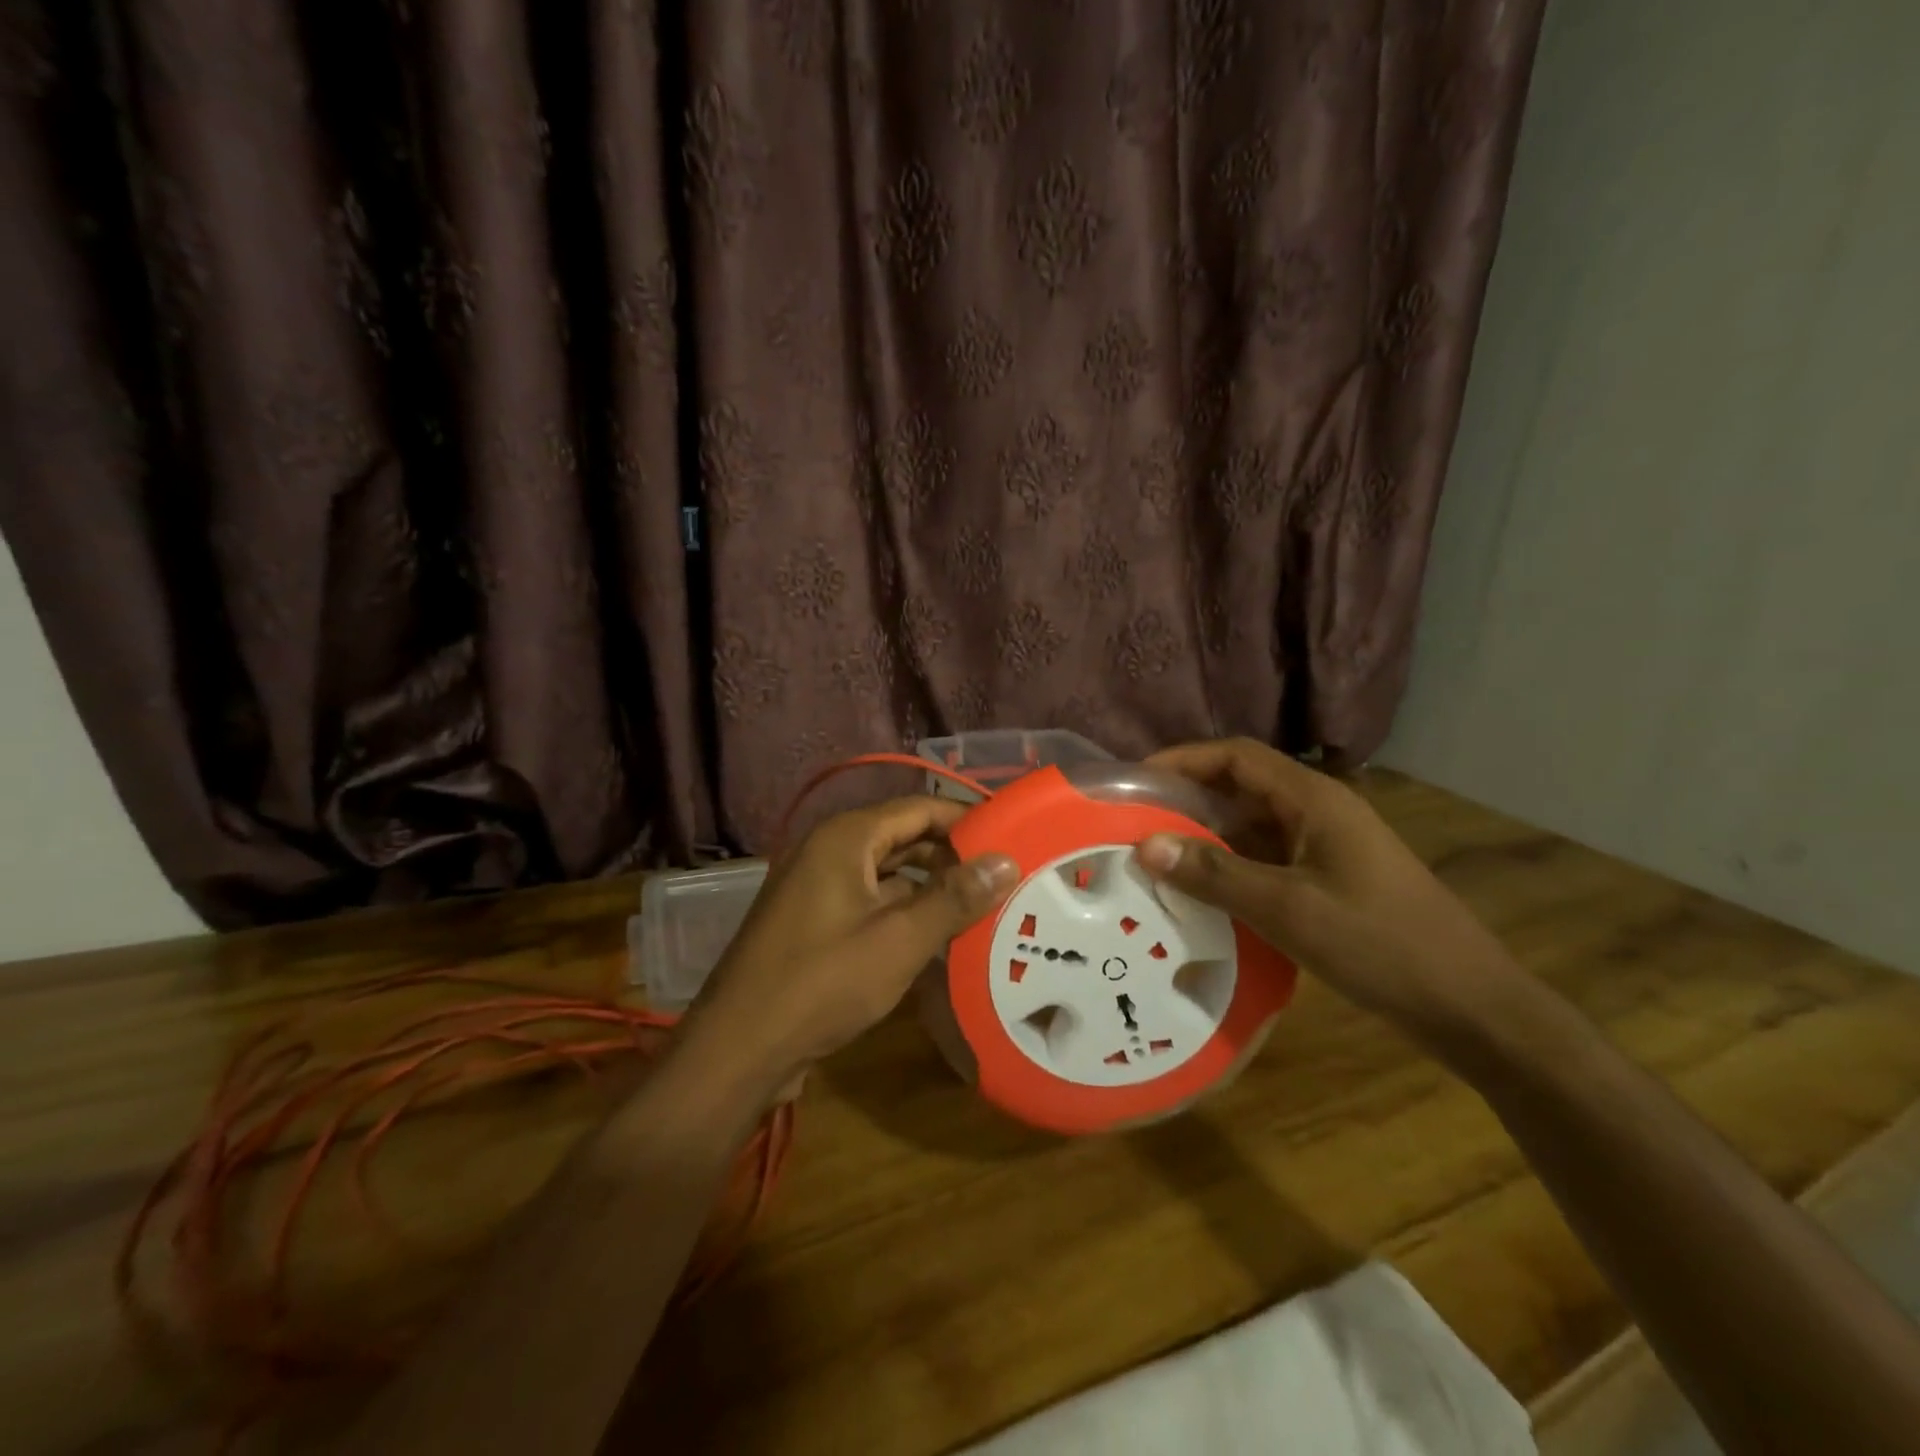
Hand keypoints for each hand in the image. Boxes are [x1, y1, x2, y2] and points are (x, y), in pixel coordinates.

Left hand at [685, 797, 1017, 1088]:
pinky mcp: (814, 923)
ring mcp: (817, 888)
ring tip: (983, 906)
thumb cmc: (822, 983)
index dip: (966, 819)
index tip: (1011, 838)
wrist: (739, 1049)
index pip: (919, 808)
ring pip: (888, 874)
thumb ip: (954, 897)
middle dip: (952, 856)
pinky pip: (870, 903)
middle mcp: (828, 851)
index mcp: (845, 838)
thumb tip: (1006, 860)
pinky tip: (939, 938)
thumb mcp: (899, 939)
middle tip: (1004, 876)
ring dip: (930, 888)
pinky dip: (904, 913)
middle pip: (903, 838)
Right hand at [1133, 738, 1521, 1043]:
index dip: (1184, 759)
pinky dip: (1230, 868)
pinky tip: (1201, 894)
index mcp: (1314, 800)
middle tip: (1134, 823)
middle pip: (1242, 787)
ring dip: (1206, 837)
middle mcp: (1319, 812)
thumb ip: (1215, 874)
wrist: (1470, 1006)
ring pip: (1252, 826)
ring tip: (1155, 858)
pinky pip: (1267, 859)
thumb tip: (1145, 844)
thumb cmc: (1380, 944)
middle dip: (1187, 799)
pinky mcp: (1330, 880)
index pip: (1237, 756)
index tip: (1135, 780)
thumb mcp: (1288, 909)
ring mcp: (1326, 847)